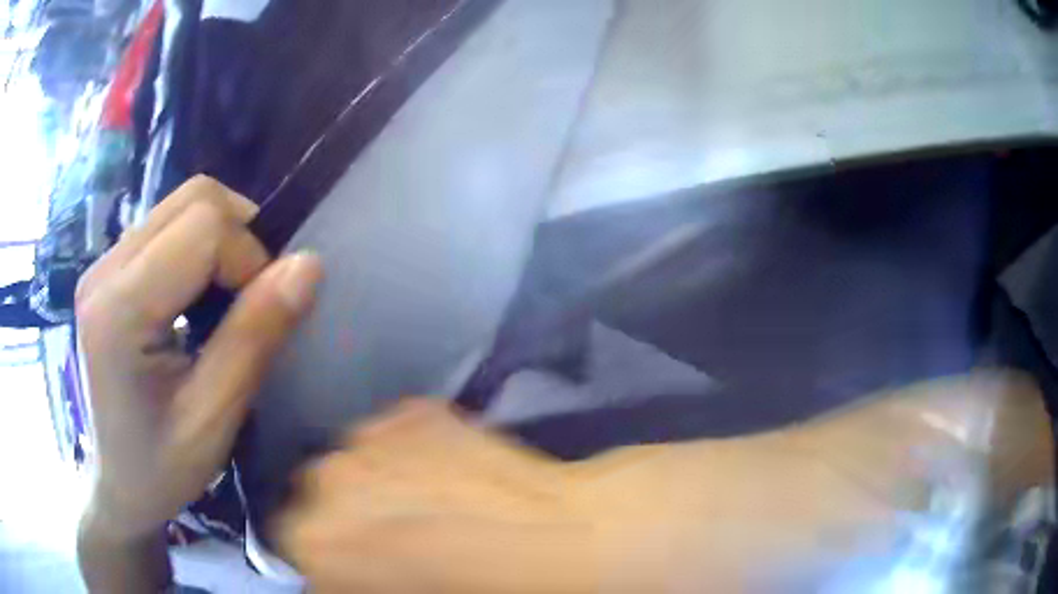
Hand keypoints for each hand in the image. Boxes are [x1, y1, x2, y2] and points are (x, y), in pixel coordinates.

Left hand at [76, 176, 321, 540]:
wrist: (112, 484)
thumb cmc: (160, 467)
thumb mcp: (214, 418)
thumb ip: (255, 337)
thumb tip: (308, 264)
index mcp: (120, 308)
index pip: (203, 225)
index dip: (249, 257)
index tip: (258, 315)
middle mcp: (105, 269)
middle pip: (193, 197)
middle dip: (238, 238)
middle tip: (246, 302)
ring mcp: (102, 265)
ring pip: (181, 205)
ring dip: (220, 241)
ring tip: (222, 304)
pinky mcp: (107, 270)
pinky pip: (167, 227)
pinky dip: (198, 250)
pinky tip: (195, 302)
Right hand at [277, 400, 600, 593]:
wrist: (560, 536)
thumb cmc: (476, 590)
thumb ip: (357, 582)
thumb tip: (362, 574)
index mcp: (315, 540)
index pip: (302, 550)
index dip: (337, 565)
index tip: (366, 572)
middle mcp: (324, 479)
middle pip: (320, 502)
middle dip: (351, 522)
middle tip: (400, 545)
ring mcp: (370, 434)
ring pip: (354, 464)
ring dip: (376, 485)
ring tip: (428, 507)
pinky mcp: (415, 410)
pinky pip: (394, 435)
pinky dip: (409, 453)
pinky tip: (449, 472)